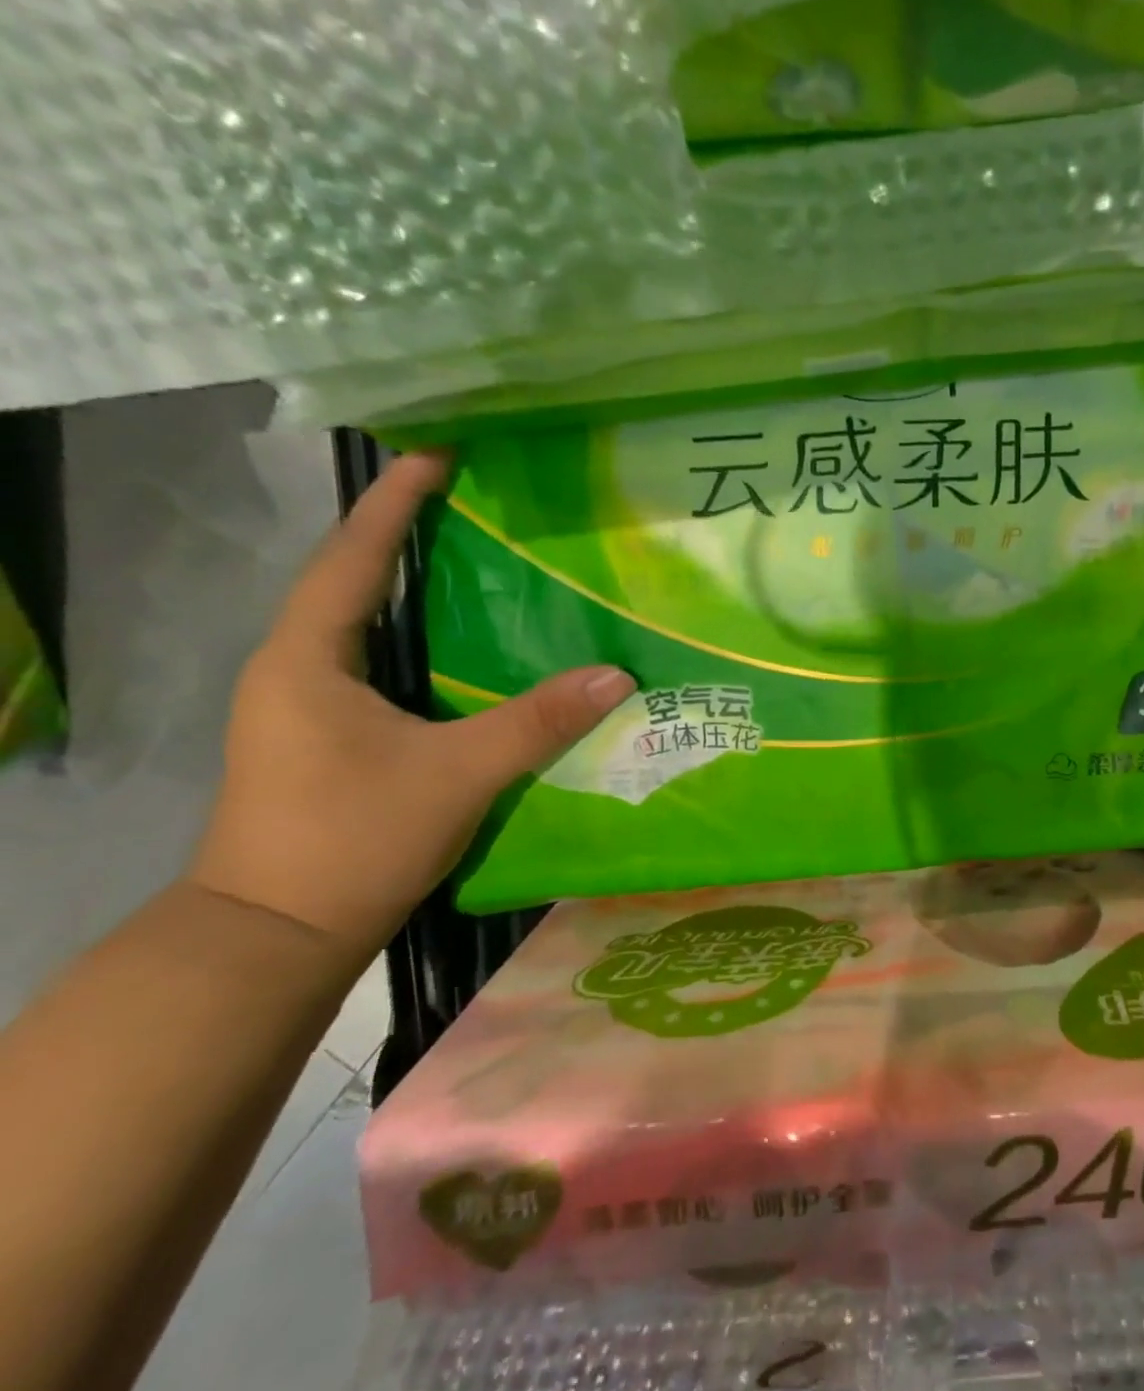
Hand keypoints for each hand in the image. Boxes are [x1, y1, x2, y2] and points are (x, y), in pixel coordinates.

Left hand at [189, 453, 633, 957]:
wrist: (278, 935)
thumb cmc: (351, 839)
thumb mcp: (457, 775)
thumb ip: (538, 721)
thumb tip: (619, 675)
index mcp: (307, 659)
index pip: (353, 559)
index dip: (394, 503)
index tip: (437, 455)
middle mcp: (298, 669)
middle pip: (356, 582)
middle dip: (409, 537)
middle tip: (475, 505)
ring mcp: (309, 706)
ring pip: (370, 628)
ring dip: (417, 591)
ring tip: (481, 563)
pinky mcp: (331, 738)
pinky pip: (383, 667)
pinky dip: (425, 643)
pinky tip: (474, 651)